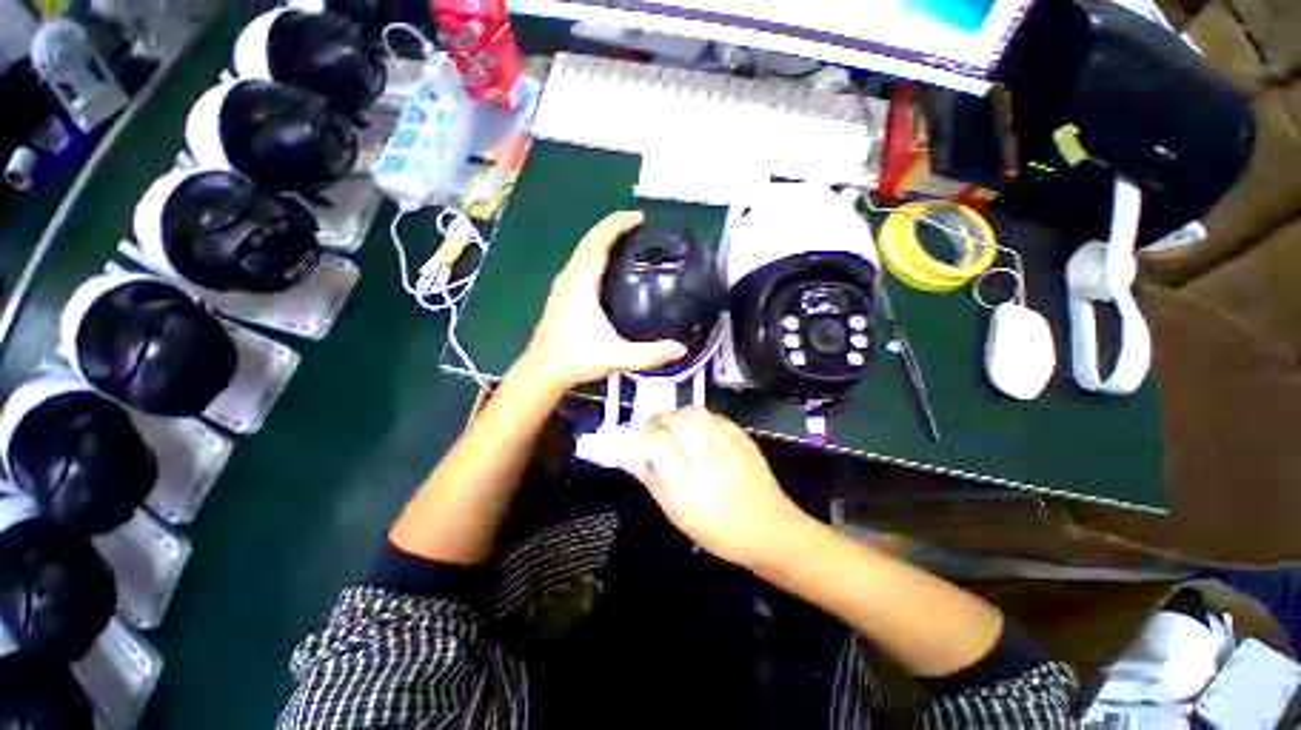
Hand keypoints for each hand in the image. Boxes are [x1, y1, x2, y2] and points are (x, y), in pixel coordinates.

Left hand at [519, 211, 686, 390]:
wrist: (542, 371)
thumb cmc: (576, 358)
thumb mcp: (616, 356)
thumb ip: (649, 354)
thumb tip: (681, 349)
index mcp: (581, 283)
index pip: (598, 242)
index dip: (617, 225)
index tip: (640, 217)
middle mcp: (569, 277)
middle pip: (589, 241)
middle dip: (613, 227)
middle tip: (640, 225)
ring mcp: (563, 285)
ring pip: (583, 251)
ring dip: (603, 239)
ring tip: (628, 240)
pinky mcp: (562, 294)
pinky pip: (580, 263)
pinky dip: (596, 254)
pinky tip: (609, 265)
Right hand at [627, 406, 809, 566]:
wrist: (772, 531)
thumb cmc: (720, 533)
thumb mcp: (677, 516)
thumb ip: (652, 482)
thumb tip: (632, 455)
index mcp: (688, 486)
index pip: (657, 441)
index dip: (642, 436)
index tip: (639, 443)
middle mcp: (708, 459)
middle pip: (675, 419)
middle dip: (657, 420)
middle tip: (653, 431)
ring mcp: (729, 445)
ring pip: (694, 411)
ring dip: (677, 415)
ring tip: (673, 428)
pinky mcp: (744, 438)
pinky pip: (715, 415)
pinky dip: (699, 418)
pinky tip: (697, 431)